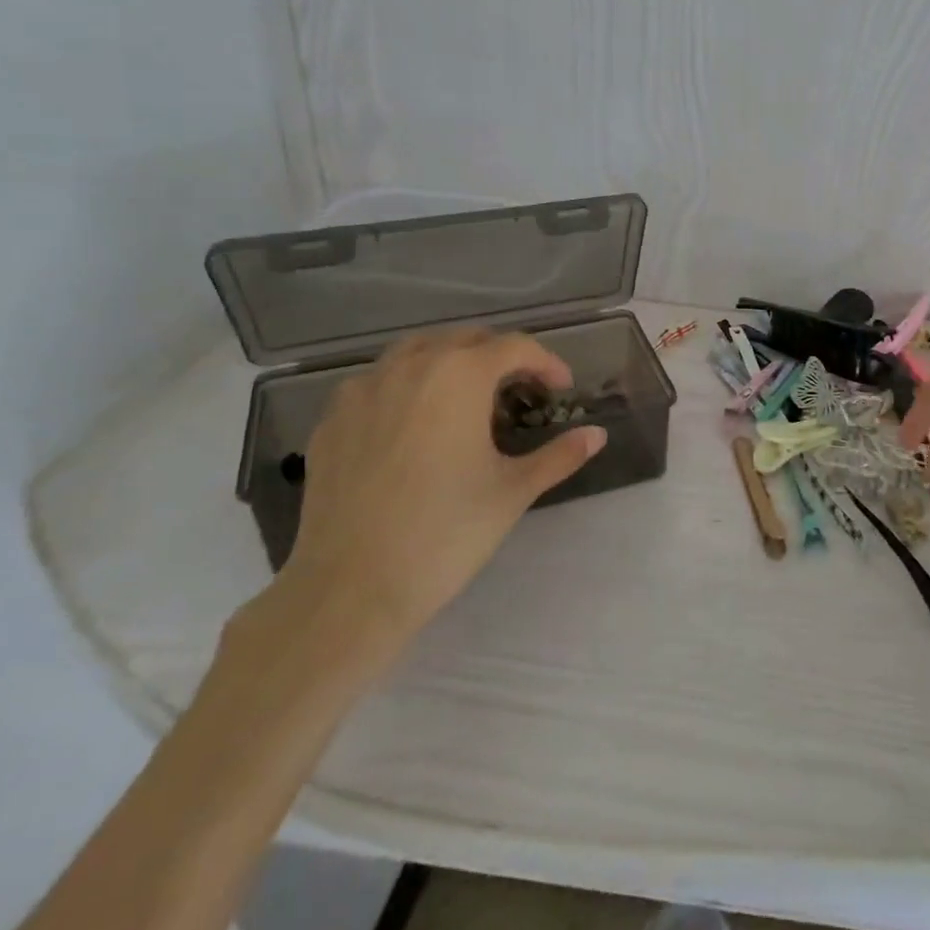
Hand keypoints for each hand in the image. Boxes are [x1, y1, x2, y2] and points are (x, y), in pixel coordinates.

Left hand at [274, 328, 605, 648]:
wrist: (350, 589)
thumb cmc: (446, 533)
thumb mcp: (513, 491)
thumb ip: (559, 455)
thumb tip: (598, 435)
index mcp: (460, 376)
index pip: (515, 347)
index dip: (546, 363)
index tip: (561, 389)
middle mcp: (410, 367)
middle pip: (465, 339)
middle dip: (500, 357)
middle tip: (520, 391)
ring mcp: (362, 390)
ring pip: (416, 351)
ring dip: (450, 362)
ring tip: (467, 398)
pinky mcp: (331, 419)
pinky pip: (377, 382)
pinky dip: (406, 386)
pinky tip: (414, 424)